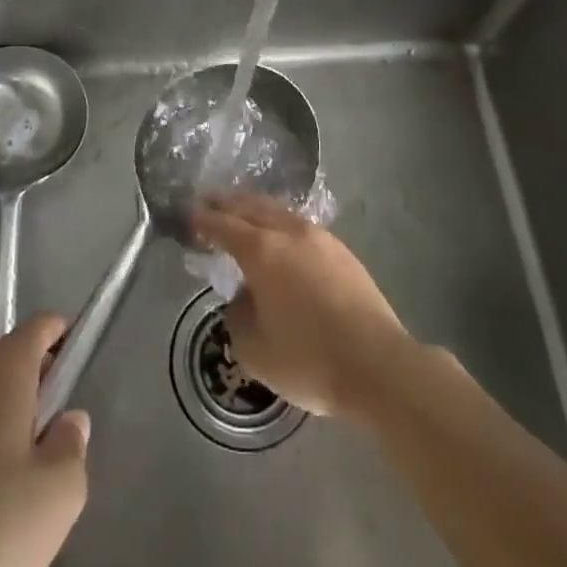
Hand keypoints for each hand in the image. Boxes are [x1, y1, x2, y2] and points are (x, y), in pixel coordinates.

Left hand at [0, 314, 89, 566]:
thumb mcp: (60, 491)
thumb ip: (73, 443)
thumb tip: (68, 421)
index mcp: (4, 366)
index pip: (42, 326)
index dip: (65, 338)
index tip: (76, 374)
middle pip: (11, 357)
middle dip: (36, 385)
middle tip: (52, 438)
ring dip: (4, 415)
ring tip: (17, 475)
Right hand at [194, 195, 412, 418]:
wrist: (378, 363)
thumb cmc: (309, 357)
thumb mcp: (254, 349)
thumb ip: (238, 316)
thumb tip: (243, 298)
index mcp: (261, 250)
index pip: (223, 225)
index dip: (203, 220)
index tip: (189, 216)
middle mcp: (288, 231)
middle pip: (251, 207)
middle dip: (227, 204)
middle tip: (209, 203)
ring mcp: (319, 237)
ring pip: (278, 211)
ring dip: (256, 209)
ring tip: (243, 214)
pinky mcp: (342, 251)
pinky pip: (300, 225)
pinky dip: (280, 223)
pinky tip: (281, 235)